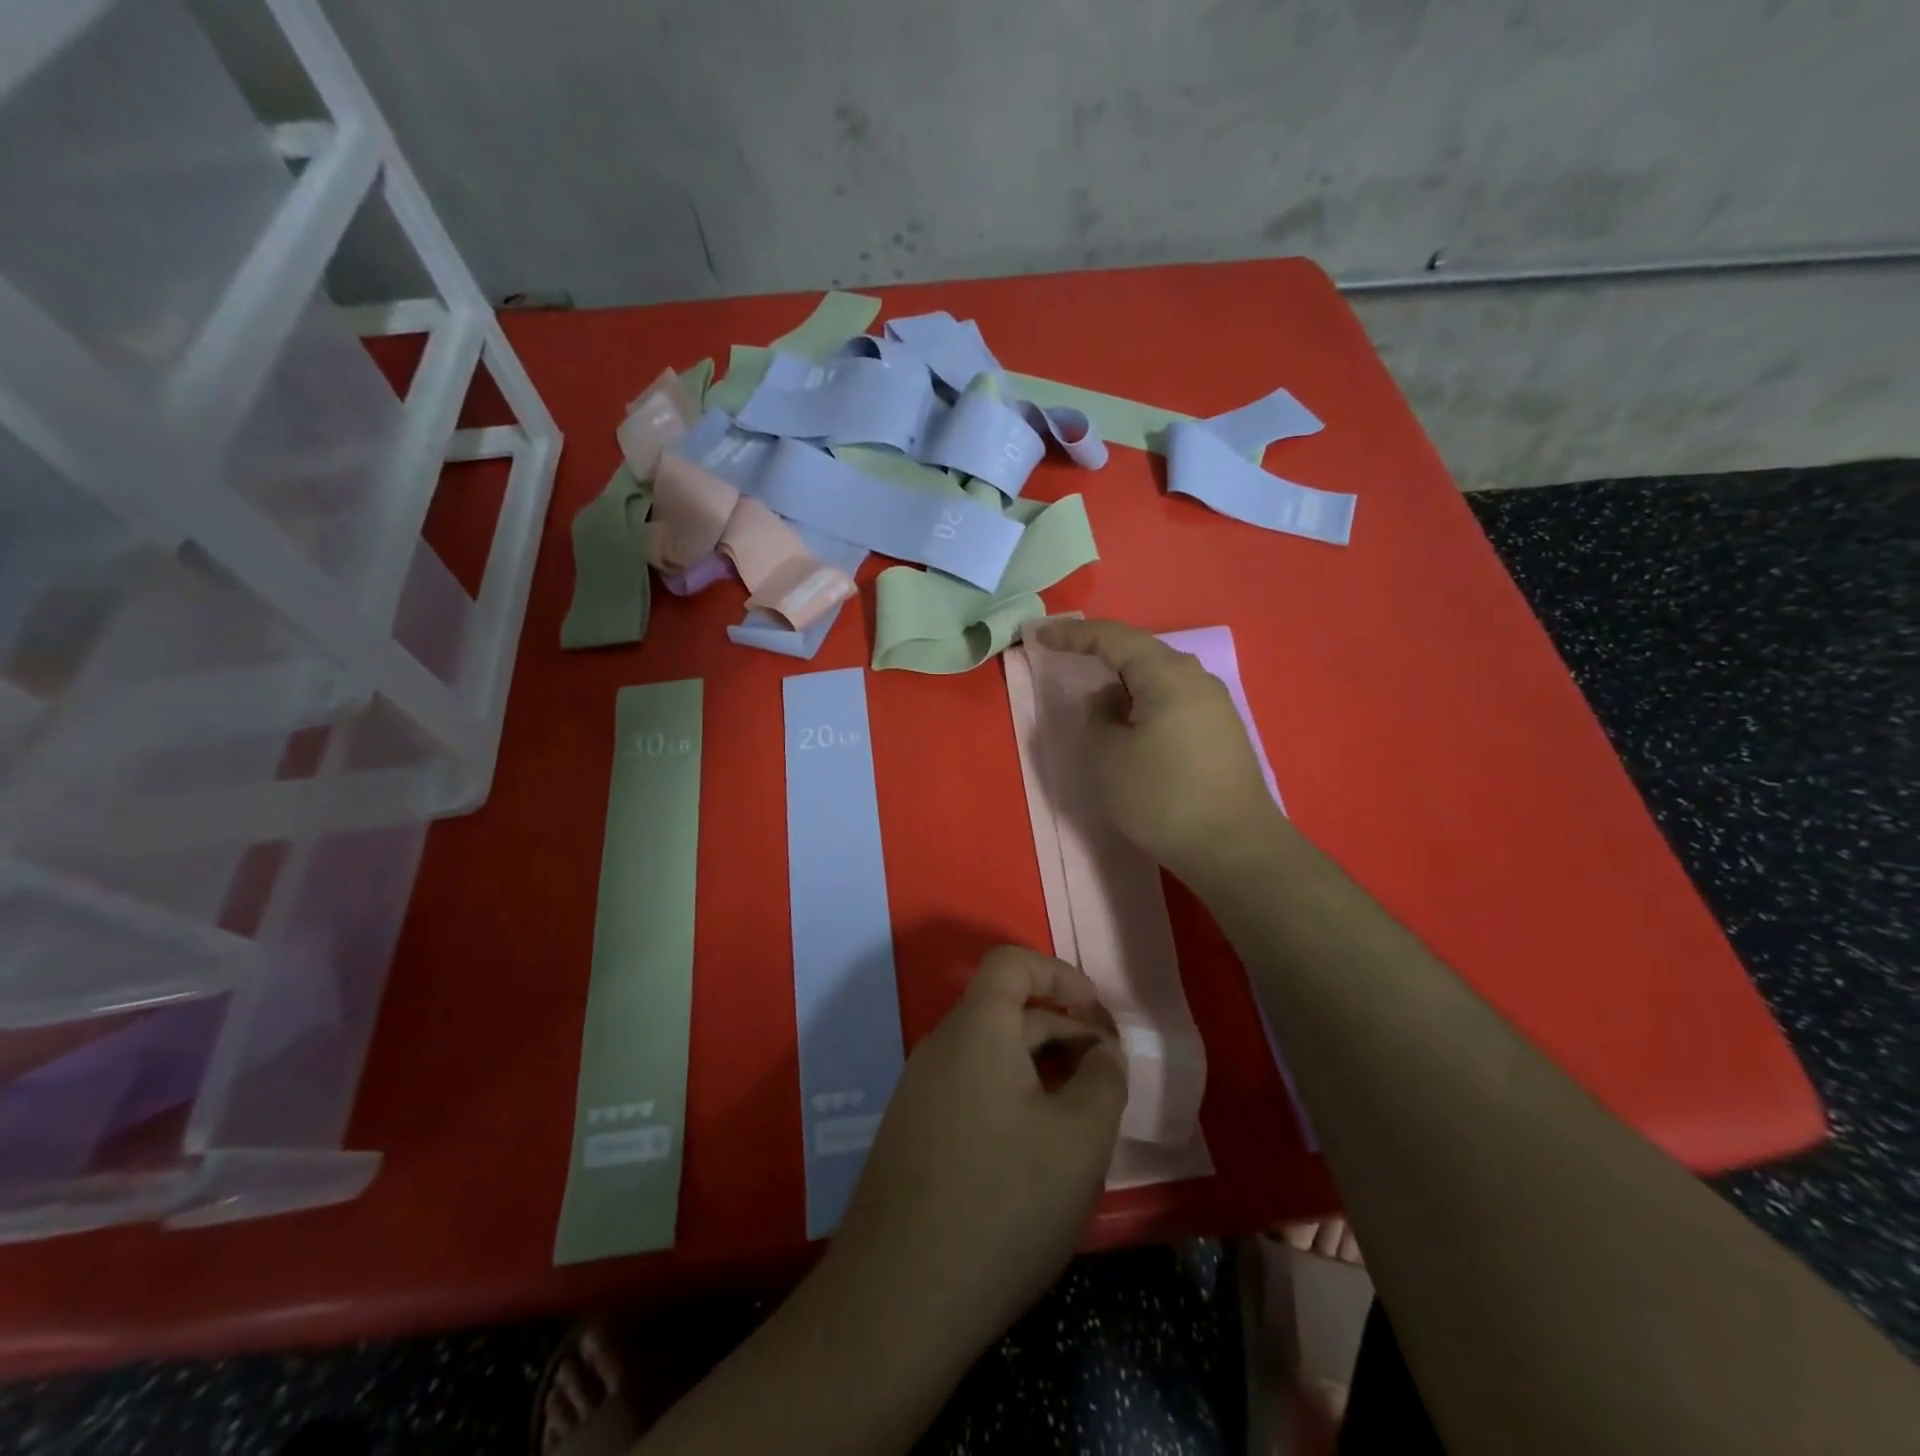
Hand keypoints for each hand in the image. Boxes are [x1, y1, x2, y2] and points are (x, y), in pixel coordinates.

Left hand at [827, 946, 1126, 1359]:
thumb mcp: (1079, 1139)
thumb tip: (1103, 1053)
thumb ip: (1104, 1080)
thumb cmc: (1002, 1201)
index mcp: (975, 1029)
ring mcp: (919, 1092)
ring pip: (991, 1057)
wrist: (897, 1300)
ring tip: (1082, 1121)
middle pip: (1007, 1012)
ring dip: (1041, 1071)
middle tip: (1108, 1080)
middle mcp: (940, 1047)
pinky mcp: (913, 1134)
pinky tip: (1036, 1156)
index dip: (1060, 975)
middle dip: (1063, 1032)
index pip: (1012, 963)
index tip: (1098, 1016)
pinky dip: (1012, 1100)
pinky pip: (971, 1091)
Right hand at [1032, 617, 1282, 881]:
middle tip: (1065, 656)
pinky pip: (1174, 701)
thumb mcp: (1109, 756)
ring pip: (1159, 679)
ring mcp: (1215, 706)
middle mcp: (1196, 679)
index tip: (1039, 637)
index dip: (1073, 634)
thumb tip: (1109, 702)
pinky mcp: (1221, 733)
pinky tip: (1132, 725)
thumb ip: (1097, 717)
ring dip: (1124, 682)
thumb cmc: (1162, 797)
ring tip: (1097, 699)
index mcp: (1167, 675)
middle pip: (1141, 652)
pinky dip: (1145, 703)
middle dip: (1101, 653)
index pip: (1114, 638)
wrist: (1235, 848)